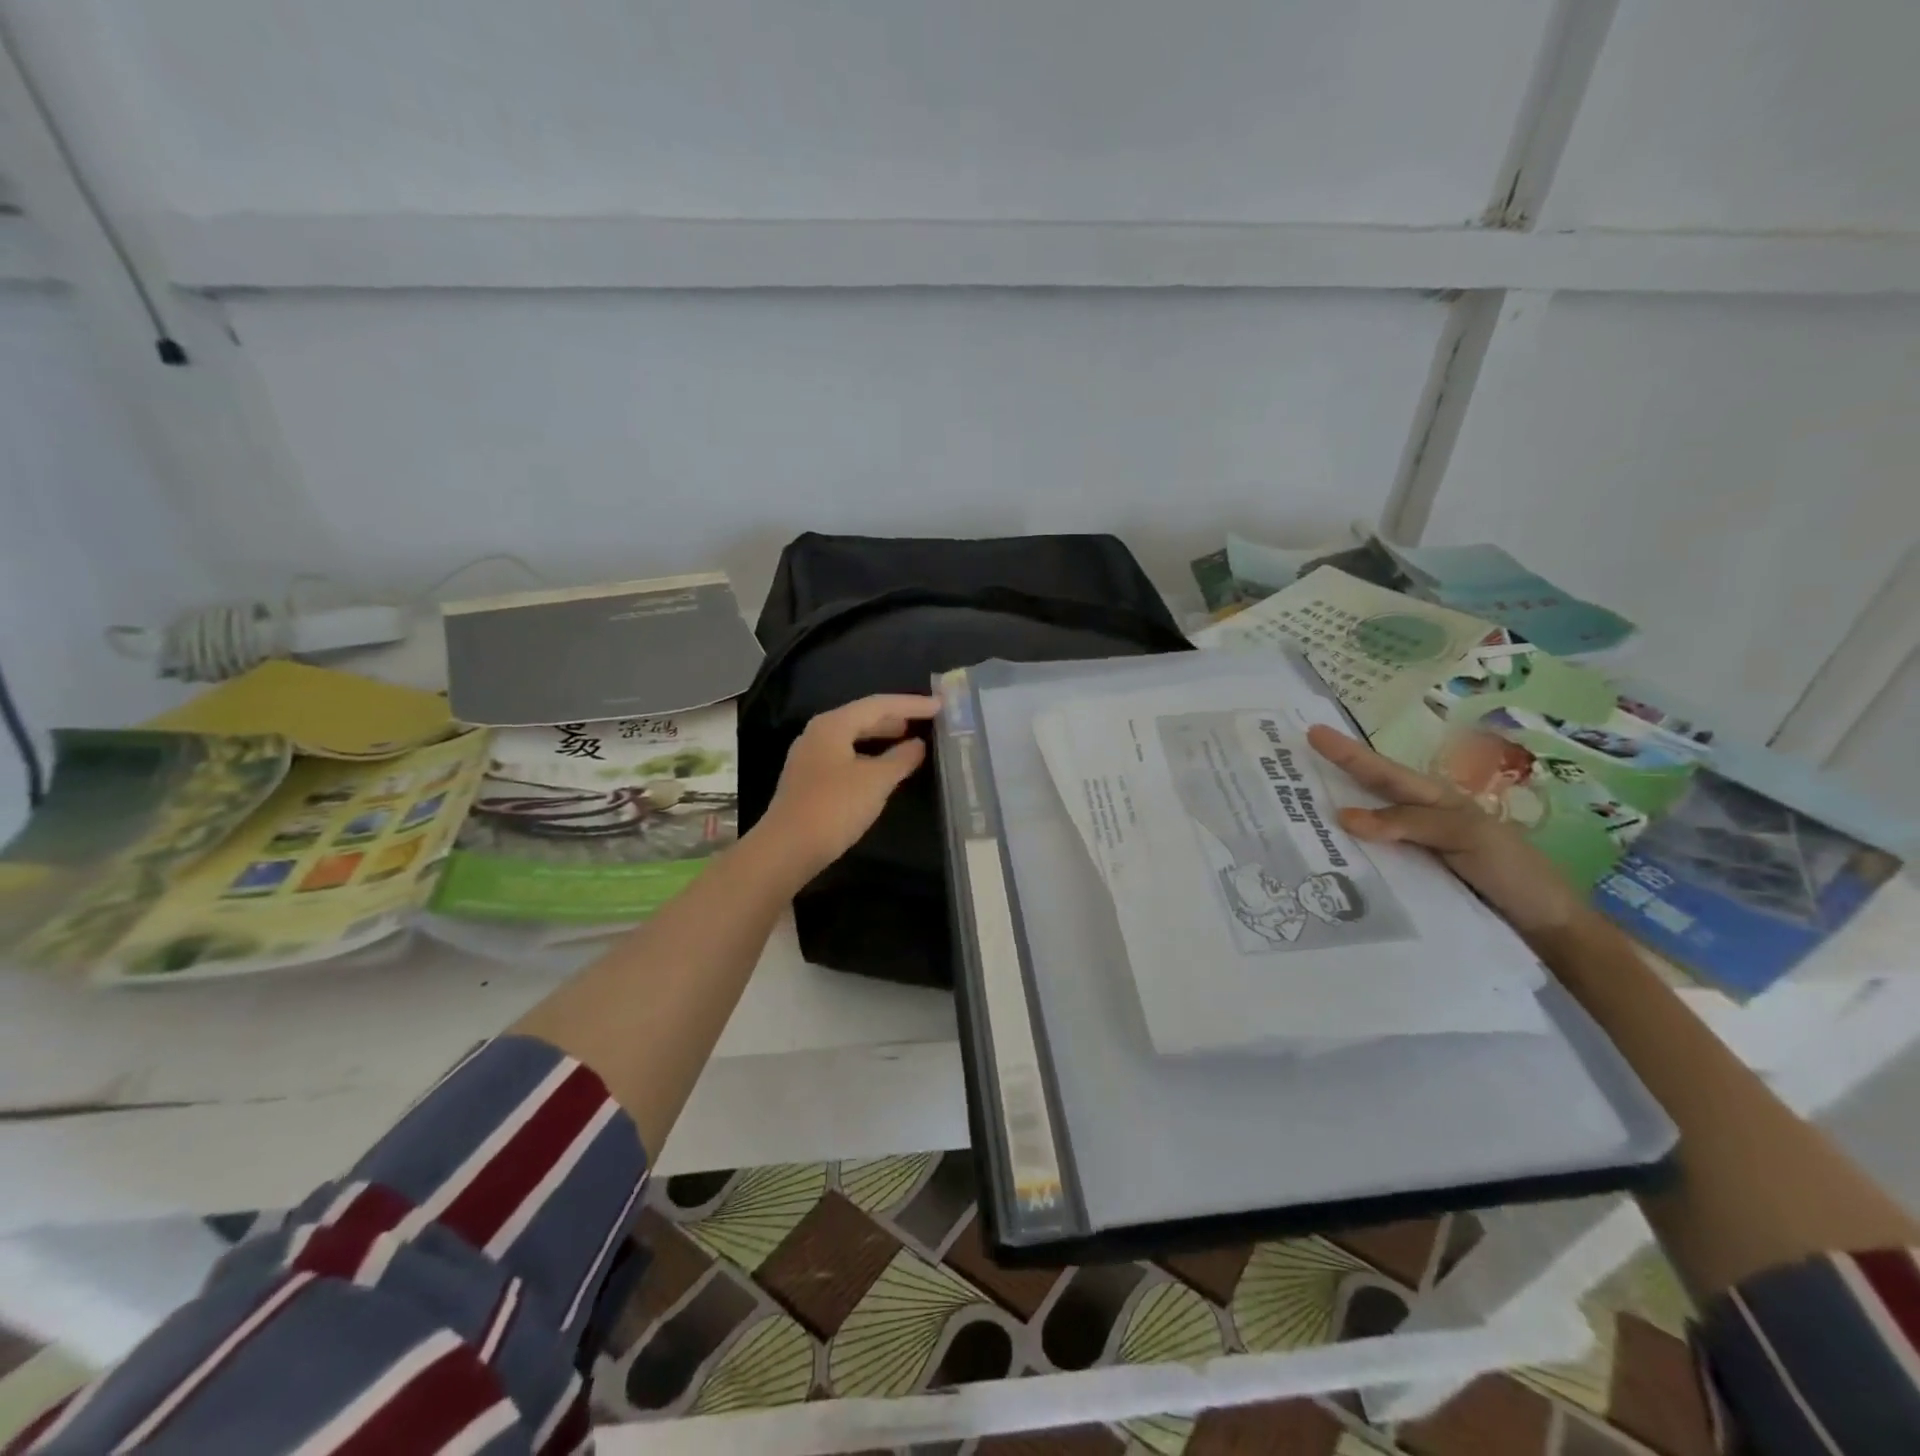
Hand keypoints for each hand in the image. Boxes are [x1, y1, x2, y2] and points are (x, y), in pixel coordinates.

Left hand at [754, 694, 942, 880]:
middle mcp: (818, 733)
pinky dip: (868, 755)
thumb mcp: (876, 781)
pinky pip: (845, 755)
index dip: (911, 704)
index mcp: (833, 724)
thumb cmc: (835, 807)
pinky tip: (881, 769)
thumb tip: (918, 744)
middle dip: (895, 717)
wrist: (787, 848)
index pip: (878, 704)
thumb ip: (901, 759)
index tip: (939, 705)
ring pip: (852, 737)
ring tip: (907, 740)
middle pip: (862, 717)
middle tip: (925, 720)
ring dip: (881, 736)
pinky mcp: (808, 780)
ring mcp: (810, 757)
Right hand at [1307, 723, 1583, 937]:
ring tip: (1287, 807)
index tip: (1313, 732)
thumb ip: (1410, 822)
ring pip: (1360, 828)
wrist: (1543, 927)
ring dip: (1325, 817)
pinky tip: (1314, 859)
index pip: (1383, 773)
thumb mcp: (1468, 836)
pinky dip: (1338, 856)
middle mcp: (1413, 821)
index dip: (1348, 753)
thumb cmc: (1513, 870)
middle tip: (1285, 762)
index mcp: (1432, 800)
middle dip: (1330, 774)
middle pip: (1365, 793)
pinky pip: (1365, 863)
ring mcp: (1406, 851)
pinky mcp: (1403, 882)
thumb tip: (1343, 816)